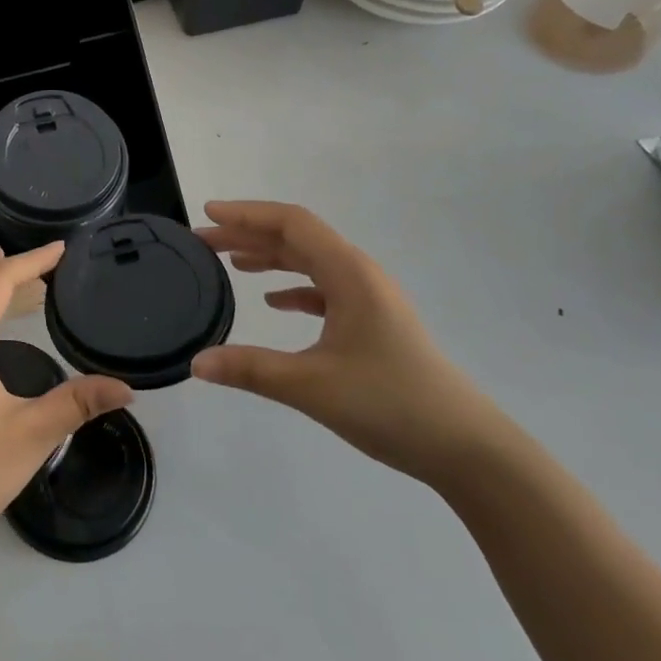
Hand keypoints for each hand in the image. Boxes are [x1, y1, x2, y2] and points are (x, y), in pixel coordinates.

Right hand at [192, 201, 509, 485]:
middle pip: (298, 238)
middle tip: (204, 242)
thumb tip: (195, 363)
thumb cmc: (390, 404)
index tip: (207, 214)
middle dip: (249, 234)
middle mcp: (360, 275)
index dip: (247, 214)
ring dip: (269, 258)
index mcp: (349, 274)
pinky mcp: (373, 323)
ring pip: (311, 262)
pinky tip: (272, 302)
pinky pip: (325, 289)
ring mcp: (370, 299)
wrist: (465, 447)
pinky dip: (293, 287)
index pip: (292, 224)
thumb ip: (250, 370)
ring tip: (230, 263)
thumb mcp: (312, 386)